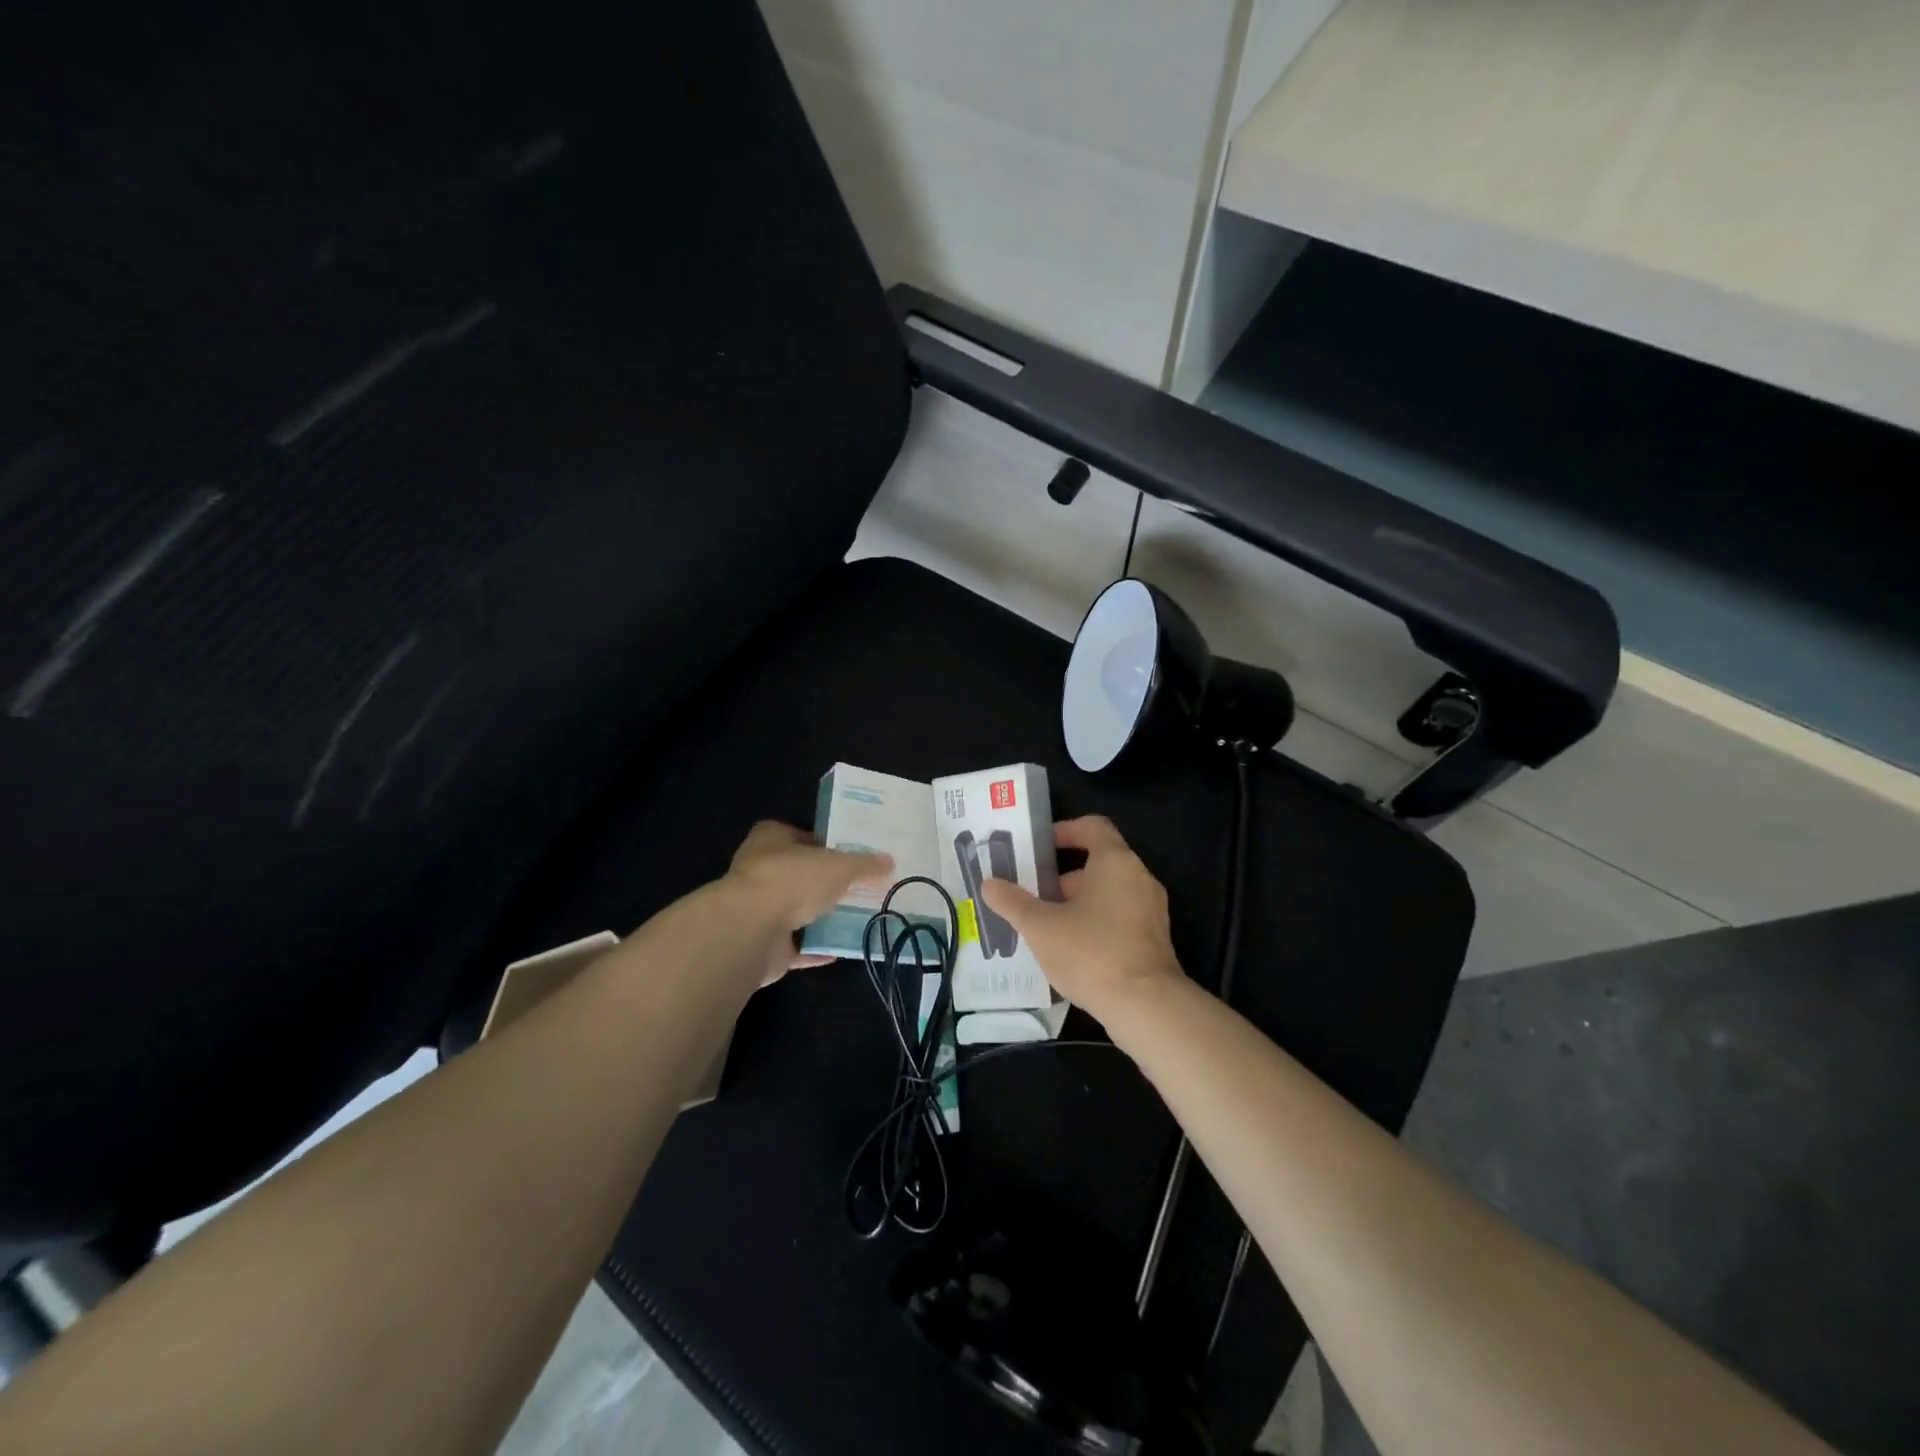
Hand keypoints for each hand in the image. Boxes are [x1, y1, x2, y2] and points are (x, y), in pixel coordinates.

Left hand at [724, 821, 892, 979]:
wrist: (751, 930)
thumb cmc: (792, 880)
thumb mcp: (839, 865)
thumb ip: (864, 864)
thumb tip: (888, 861)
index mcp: (771, 839)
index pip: (800, 835)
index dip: (825, 844)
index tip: (851, 855)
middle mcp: (759, 870)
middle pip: (798, 873)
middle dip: (824, 882)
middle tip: (858, 887)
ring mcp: (757, 908)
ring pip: (795, 909)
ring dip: (819, 916)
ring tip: (854, 917)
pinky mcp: (761, 943)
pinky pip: (794, 944)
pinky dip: (814, 947)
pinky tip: (839, 949)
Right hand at [978, 815, 1181, 1023]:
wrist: (1145, 1005)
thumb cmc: (1091, 952)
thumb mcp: (1041, 927)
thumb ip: (1013, 902)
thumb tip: (988, 884)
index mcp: (1115, 861)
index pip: (1093, 826)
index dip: (1065, 830)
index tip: (1039, 847)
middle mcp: (1139, 877)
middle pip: (1099, 861)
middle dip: (1064, 876)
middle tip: (1033, 893)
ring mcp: (1151, 909)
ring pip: (1109, 892)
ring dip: (1078, 901)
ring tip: (1046, 925)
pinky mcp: (1155, 938)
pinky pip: (1121, 916)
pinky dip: (1096, 922)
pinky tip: (1071, 949)